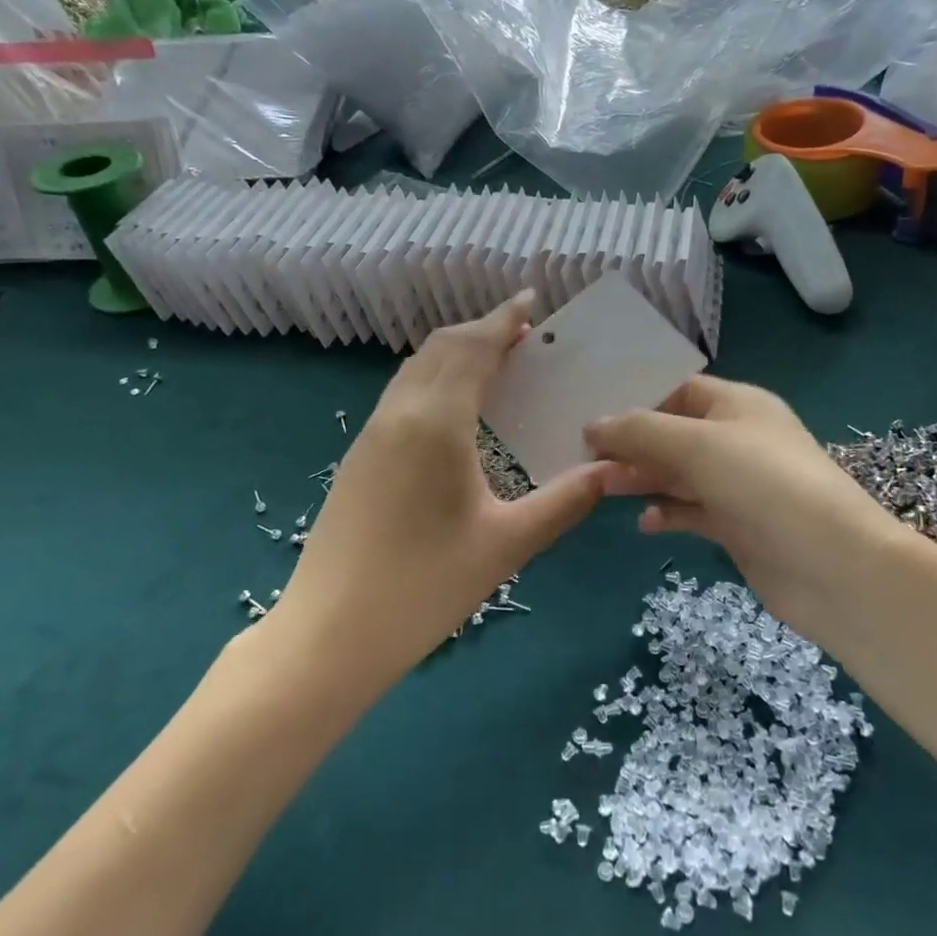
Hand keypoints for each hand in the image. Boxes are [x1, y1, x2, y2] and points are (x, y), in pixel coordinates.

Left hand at [276, 295, 607, 685]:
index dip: (504, 321)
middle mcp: (399, 414)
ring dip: (454, 353)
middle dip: (482, 332)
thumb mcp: (506, 545)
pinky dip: (434, 379)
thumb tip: (607, 472)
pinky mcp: (358, 458)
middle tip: (524, 336)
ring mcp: (371, 435)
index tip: (532, 301)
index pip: (473, 349)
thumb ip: (562, 503)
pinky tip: (455, 411)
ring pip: (416, 369)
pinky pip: (402, 394)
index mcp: (436, 423)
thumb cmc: (424, 587)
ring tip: (495, 364)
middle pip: (441, 348)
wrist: (329, 634)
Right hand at [584, 377, 903, 645]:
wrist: (835, 567)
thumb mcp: (699, 445)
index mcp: (738, 404)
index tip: (591, 413)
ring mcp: (738, 485)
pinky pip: (692, 511)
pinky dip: (668, 512)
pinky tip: (646, 523)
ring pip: (678, 473)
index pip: (679, 389)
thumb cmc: (766, 485)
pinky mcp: (737, 526)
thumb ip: (642, 431)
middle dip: (631, 443)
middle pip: (673, 433)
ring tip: (601, 487)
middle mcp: (738, 439)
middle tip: (584, 457)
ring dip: (642, 477)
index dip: (637, 398)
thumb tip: (593, 425)